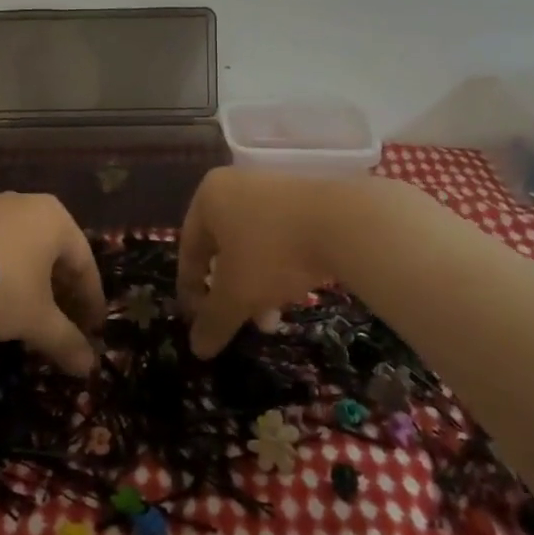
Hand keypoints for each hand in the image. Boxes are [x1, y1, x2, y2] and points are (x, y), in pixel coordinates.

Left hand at [0, 194, 105, 374]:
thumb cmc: (1, 286)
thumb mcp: (37, 320)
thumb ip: (66, 341)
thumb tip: (89, 367)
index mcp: (57, 219)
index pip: (84, 264)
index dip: (91, 301)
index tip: (93, 328)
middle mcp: (29, 204)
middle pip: (55, 253)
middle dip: (62, 290)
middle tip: (65, 321)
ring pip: (25, 247)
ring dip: (32, 279)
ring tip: (30, 310)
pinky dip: (4, 269)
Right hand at [177, 168, 348, 356]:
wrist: (344, 222)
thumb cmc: (273, 252)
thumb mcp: (237, 294)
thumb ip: (213, 321)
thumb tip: (196, 349)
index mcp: (208, 198)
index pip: (189, 250)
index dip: (190, 291)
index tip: (197, 322)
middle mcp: (235, 185)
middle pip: (222, 248)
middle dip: (230, 292)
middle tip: (238, 322)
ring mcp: (272, 188)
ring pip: (253, 245)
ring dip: (256, 285)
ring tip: (271, 319)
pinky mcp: (304, 197)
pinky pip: (279, 236)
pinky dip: (279, 267)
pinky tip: (294, 293)